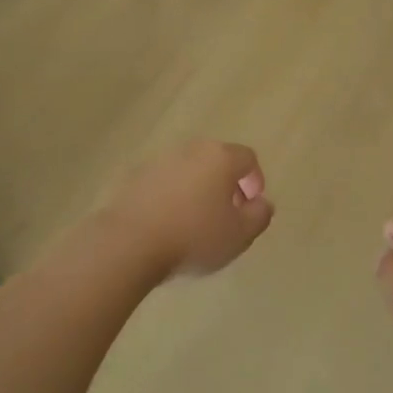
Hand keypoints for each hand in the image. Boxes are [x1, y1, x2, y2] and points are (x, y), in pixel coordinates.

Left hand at [107, 140, 274, 279]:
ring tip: (196, 222)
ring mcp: (159, 161)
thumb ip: (259, 215)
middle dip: (226, 184)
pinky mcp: (135, 178)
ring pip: (189, 171)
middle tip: (227, 214)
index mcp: (220, 157)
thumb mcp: (240, 234)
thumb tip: (262, 203)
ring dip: (198, 190)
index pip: (247, 158)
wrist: (130, 242)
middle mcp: (190, 150)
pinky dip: (172, 197)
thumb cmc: (194, 236)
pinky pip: (164, 183)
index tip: (251, 206)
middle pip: (217, 160)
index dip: (255, 180)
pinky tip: (169, 224)